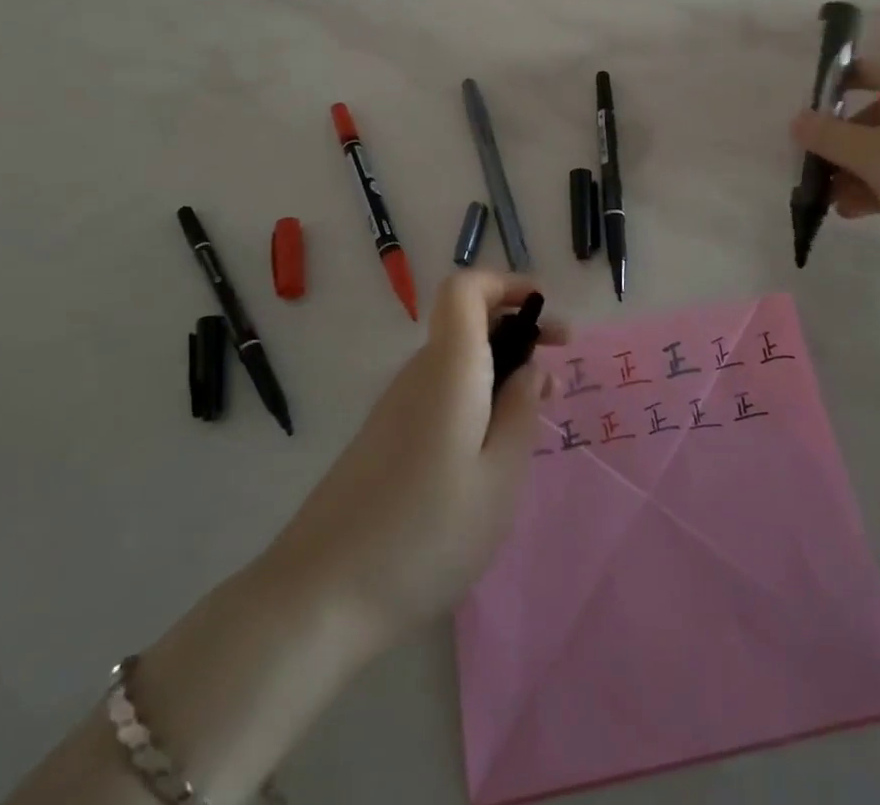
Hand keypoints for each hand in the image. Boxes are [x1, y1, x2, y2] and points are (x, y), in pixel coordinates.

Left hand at [267, 270, 567, 639]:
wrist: (320, 595)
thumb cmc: (426, 533)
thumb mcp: (499, 478)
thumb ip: (521, 412)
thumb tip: (531, 368)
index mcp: (449, 369)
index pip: (465, 288)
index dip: (506, 284)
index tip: (545, 311)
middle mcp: (419, 374)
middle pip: (466, 322)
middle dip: (517, 331)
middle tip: (559, 370)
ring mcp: (397, 406)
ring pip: (457, 361)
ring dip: (500, 369)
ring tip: (536, 412)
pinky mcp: (385, 437)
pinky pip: (440, 392)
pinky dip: (475, 397)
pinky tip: (491, 447)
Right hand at [790, 50, 879, 256]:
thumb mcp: (872, 156)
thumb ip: (828, 136)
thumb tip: (797, 120)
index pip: (866, 69)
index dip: (832, 87)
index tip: (805, 116)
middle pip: (874, 113)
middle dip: (840, 143)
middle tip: (814, 170)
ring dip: (857, 170)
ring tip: (832, 201)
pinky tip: (857, 211)